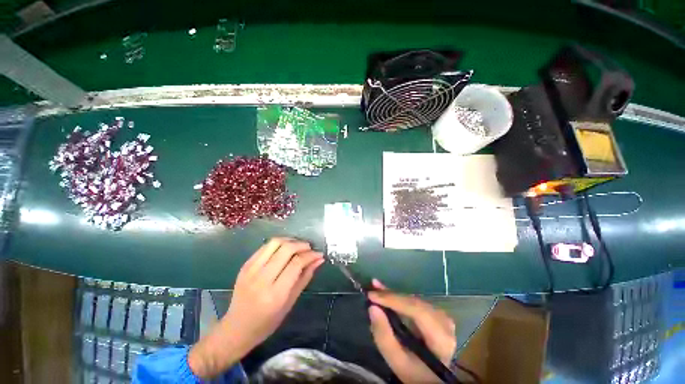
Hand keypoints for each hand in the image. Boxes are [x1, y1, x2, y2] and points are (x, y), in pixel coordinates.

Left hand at [189, 238, 323, 378]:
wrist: (236, 328)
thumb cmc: (267, 322)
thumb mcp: (290, 303)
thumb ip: (305, 277)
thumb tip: (319, 260)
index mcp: (275, 294)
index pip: (296, 263)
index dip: (310, 255)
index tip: (318, 254)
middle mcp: (262, 279)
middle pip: (286, 249)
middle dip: (302, 245)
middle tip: (309, 248)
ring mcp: (251, 270)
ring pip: (275, 243)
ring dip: (290, 240)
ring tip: (298, 246)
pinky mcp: (245, 265)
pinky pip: (265, 247)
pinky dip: (278, 244)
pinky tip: (284, 249)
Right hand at [368, 279, 456, 383]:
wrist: (430, 377)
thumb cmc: (414, 372)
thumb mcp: (397, 361)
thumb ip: (384, 336)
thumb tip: (372, 308)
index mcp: (441, 338)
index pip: (417, 311)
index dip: (394, 300)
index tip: (372, 296)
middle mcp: (444, 322)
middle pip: (414, 302)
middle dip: (391, 295)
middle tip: (372, 290)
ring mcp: (440, 316)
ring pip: (413, 299)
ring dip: (393, 294)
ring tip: (376, 288)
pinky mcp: (434, 313)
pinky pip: (414, 301)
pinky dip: (398, 297)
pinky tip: (386, 292)